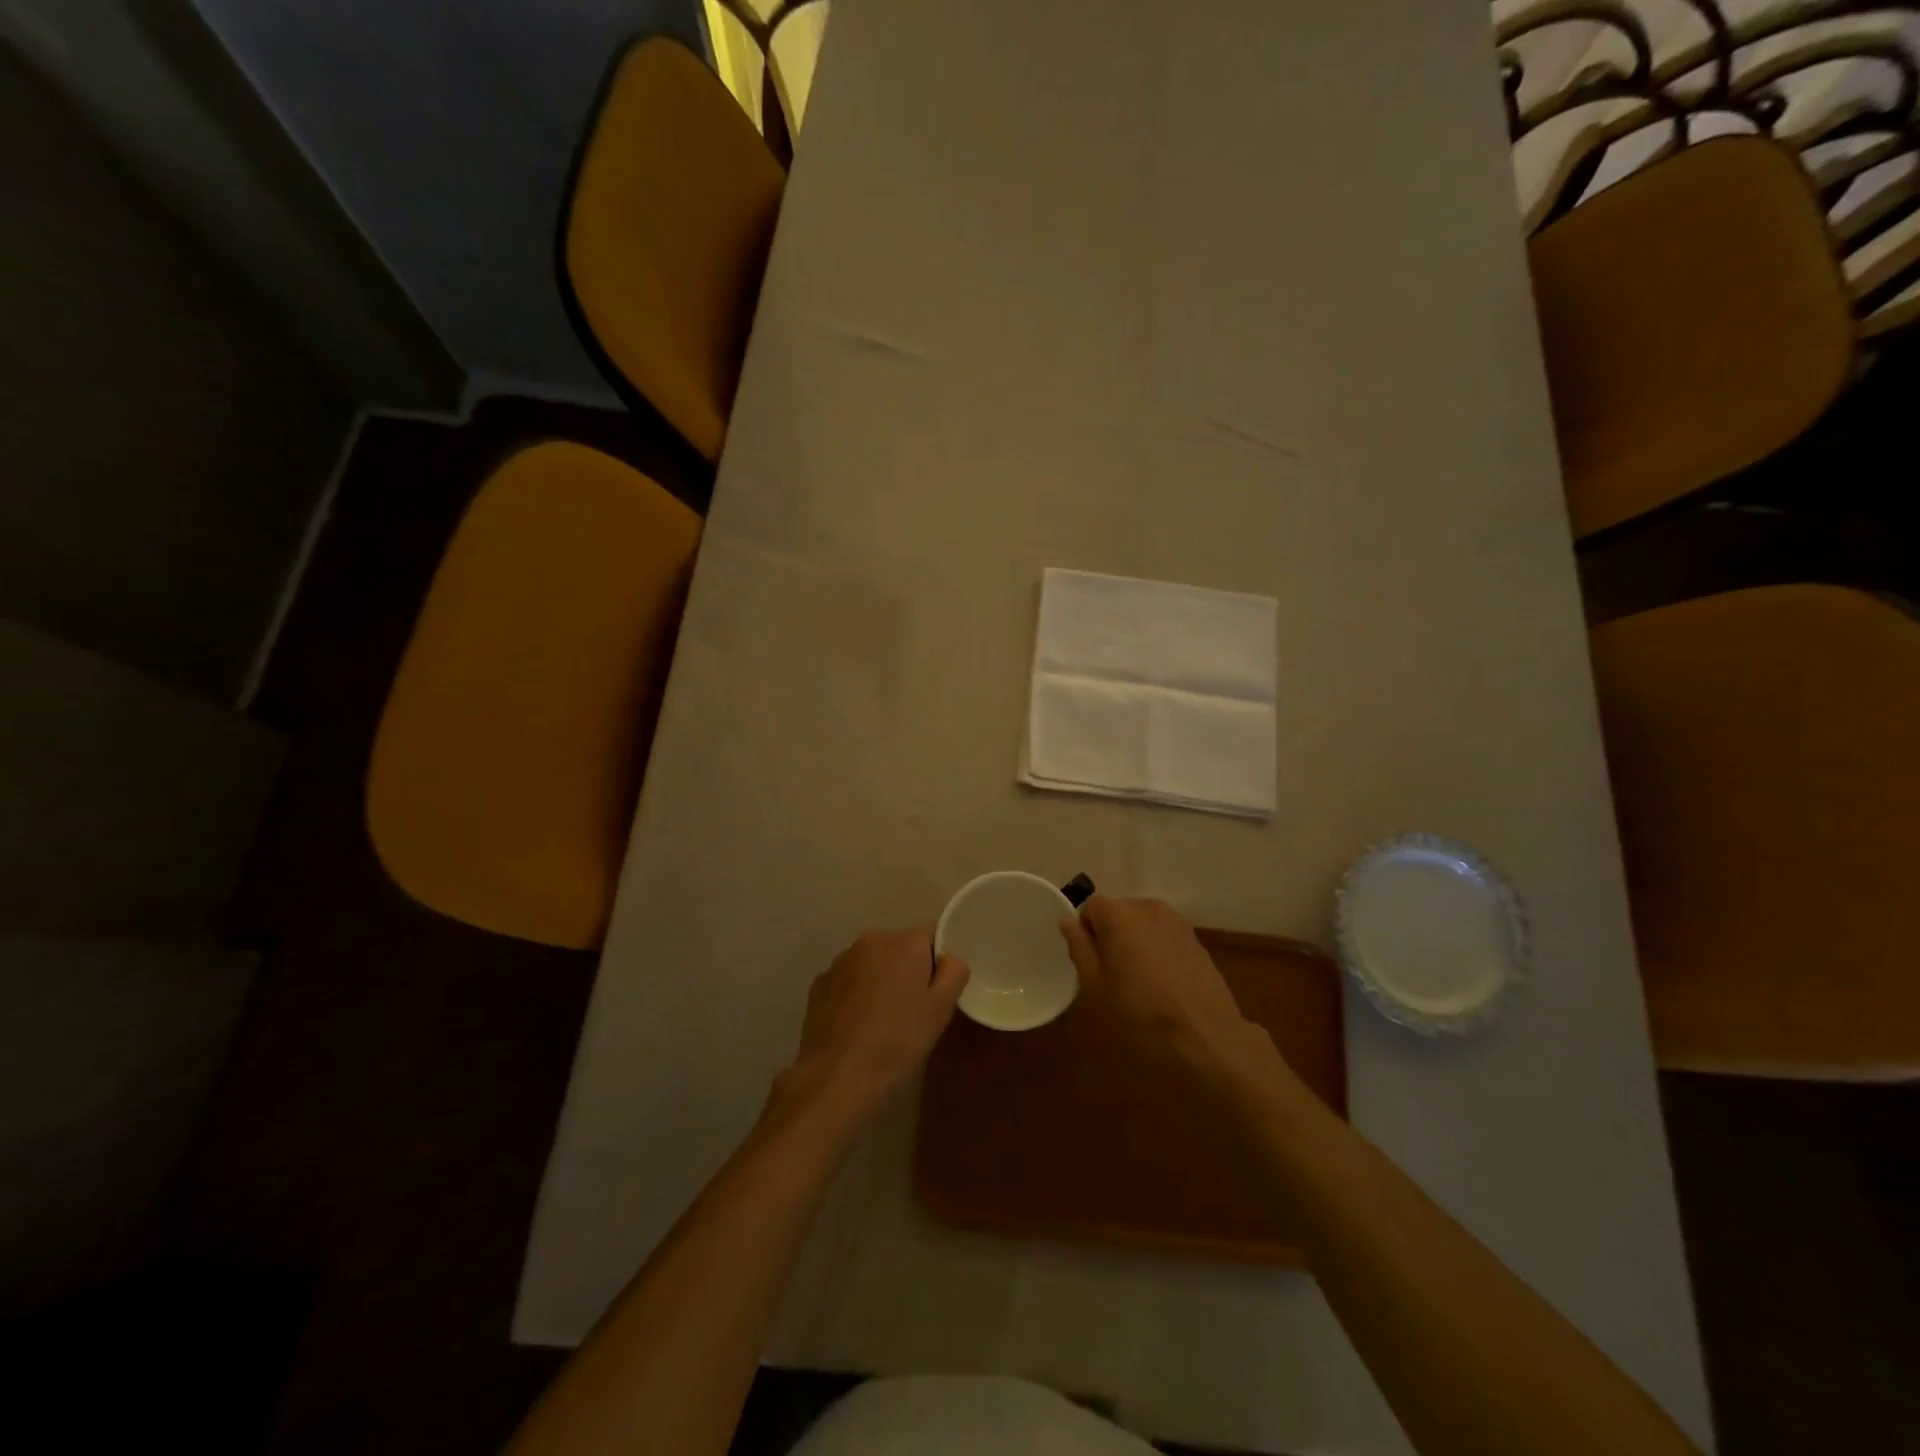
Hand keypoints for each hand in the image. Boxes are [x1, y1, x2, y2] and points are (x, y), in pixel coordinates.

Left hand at [777, 929, 968, 1124]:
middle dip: (906, 971)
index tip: (933, 994)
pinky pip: (847, 981)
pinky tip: (856, 1025)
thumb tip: (948, 959)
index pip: (930, 938)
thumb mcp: (941, 1009)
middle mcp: (870, 941)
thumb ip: (954, 972)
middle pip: (898, 949)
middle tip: (911, 1011)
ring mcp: (840, 961)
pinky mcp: (819, 984)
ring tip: (880, 1021)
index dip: (935, 965)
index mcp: (903, 942)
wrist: (838, 1075)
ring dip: (878, 981)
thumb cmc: (898, 1040)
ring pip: (871, 964)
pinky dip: (854, 995)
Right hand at [1060, 896, 1279, 1089]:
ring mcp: (1176, 922)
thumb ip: (1080, 948)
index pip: (1090, 907)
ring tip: (1137, 980)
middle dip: (1109, 935)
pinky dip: (1156, 951)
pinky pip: (1163, 936)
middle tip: (1109, 974)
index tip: (1088, 962)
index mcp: (1119, 914)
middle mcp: (1148, 908)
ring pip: (1142, 924)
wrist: (1206, 1036)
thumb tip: (1068, 922)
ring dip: (1134, 943)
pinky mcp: (1196, 940)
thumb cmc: (1140, 1013)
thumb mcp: (1096, 986)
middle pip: (1118, 912)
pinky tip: (1162, 984)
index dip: (1085, 932)